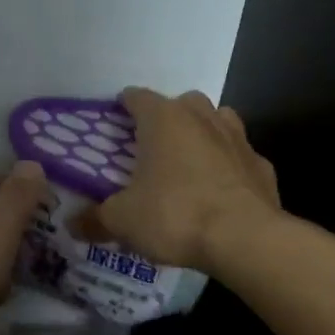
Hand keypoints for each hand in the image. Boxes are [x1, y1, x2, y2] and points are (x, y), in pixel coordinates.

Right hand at [80, 88, 279, 271]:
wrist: (243, 238)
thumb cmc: (174, 215)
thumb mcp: (123, 221)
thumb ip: (96, 220)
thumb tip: (72, 226)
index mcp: (164, 119)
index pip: (137, 97)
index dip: (123, 107)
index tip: (115, 122)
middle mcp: (203, 117)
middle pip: (181, 104)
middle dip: (166, 120)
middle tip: (151, 149)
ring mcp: (238, 139)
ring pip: (217, 123)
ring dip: (202, 136)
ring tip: (187, 165)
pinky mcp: (261, 166)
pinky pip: (238, 159)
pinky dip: (228, 169)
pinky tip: (219, 193)